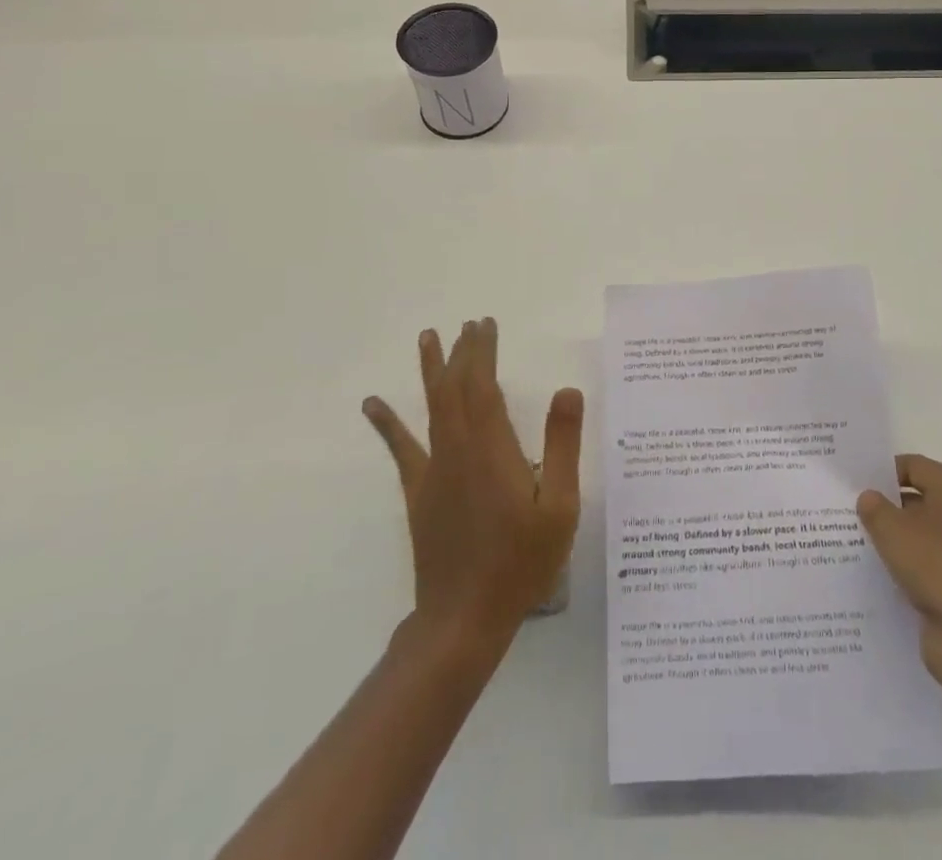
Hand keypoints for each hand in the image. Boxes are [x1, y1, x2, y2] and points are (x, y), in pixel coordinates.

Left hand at [363, 319, 583, 649]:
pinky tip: (373, 404)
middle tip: (470, 323)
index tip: (486, 324)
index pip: (484, 385)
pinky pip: (402, 449)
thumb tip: (567, 390)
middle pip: (456, 388)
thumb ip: (563, 445)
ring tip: (428, 337)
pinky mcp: (419, 493)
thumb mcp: (560, 507)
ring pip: (431, 407)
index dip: (484, 352)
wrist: (463, 618)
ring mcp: (434, 471)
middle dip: (463, 352)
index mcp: (492, 449)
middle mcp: (458, 449)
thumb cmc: (521, 562)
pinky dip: (387, 423)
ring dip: (431, 370)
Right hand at [858, 454, 941, 697]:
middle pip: (920, 502)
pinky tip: (874, 578)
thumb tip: (869, 498)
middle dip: (886, 507)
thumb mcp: (894, 530)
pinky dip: (904, 573)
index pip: (916, 466)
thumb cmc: (940, 567)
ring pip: (922, 540)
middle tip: (846, 511)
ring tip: (851, 543)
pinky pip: (926, 572)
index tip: (852, 481)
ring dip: (893, 543)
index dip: (883, 471)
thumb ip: (875, 508)